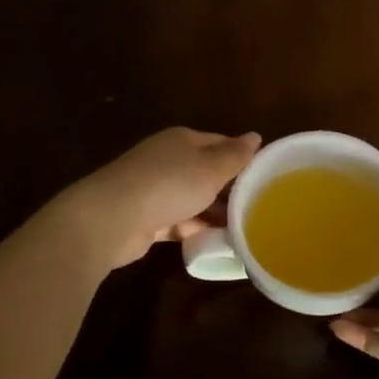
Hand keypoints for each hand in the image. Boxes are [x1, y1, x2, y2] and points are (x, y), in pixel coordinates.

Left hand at [60, 127, 260, 270]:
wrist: (111, 219)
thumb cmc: (168, 185)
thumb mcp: (210, 169)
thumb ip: (235, 156)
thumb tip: (256, 136)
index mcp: (183, 140)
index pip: (221, 144)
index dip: (243, 158)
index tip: (267, 178)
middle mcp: (168, 160)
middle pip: (207, 172)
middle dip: (231, 189)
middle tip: (260, 208)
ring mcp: (155, 189)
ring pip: (195, 199)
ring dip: (215, 213)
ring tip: (245, 229)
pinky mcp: (147, 218)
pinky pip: (180, 221)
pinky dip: (197, 229)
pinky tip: (218, 242)